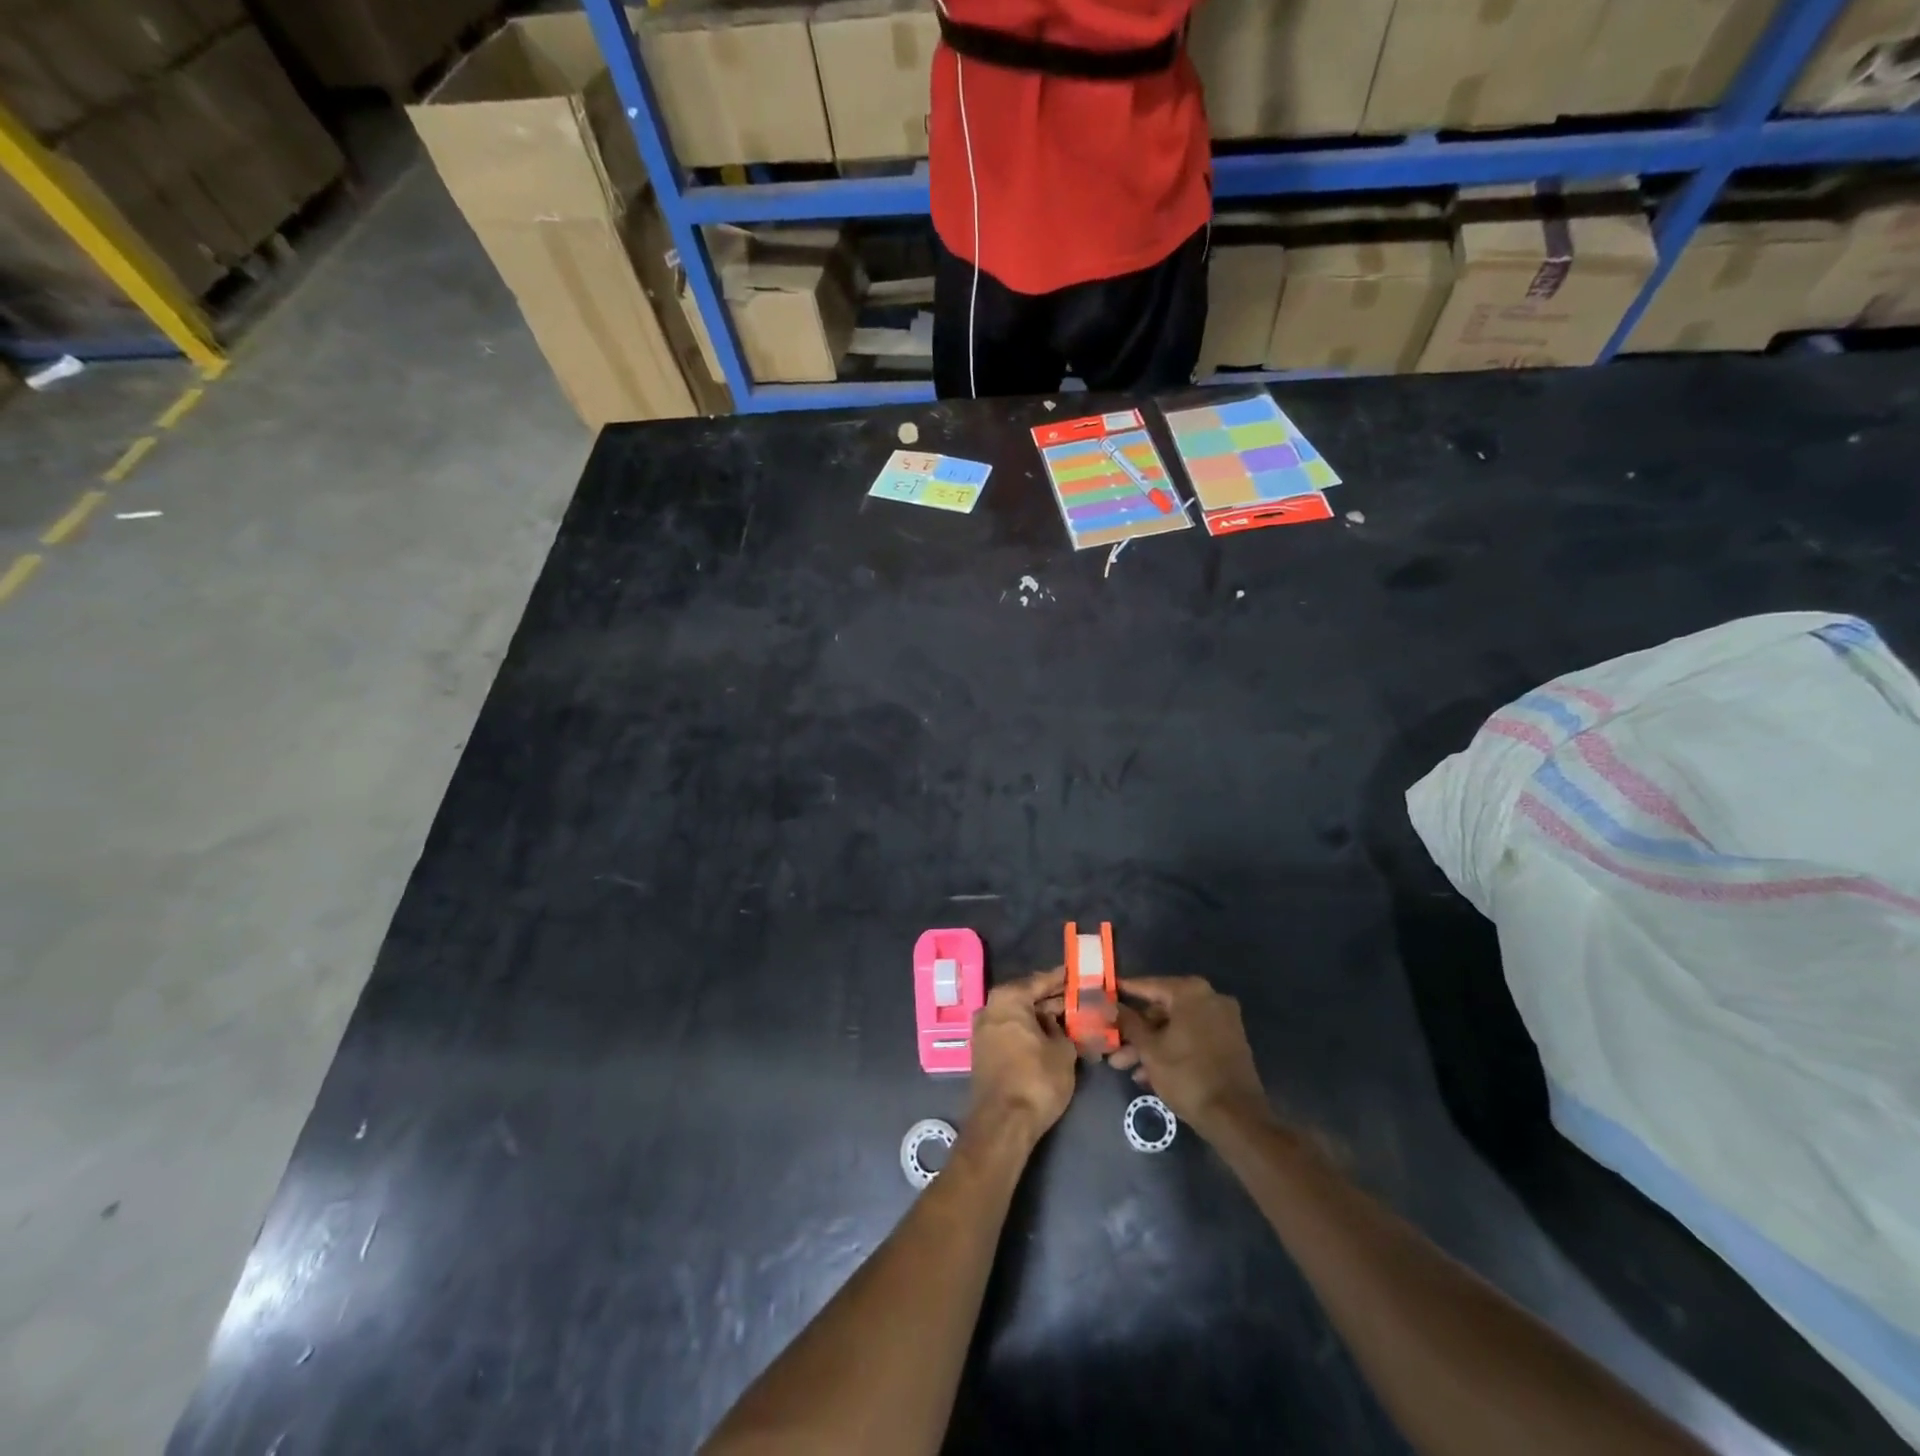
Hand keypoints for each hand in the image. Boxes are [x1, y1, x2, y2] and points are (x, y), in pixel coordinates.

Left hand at [969, 968, 1076, 1143]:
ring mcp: (983, 1030)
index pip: (1039, 981)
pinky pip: (1010, 1031)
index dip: (1060, 979)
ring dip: (1040, 1017)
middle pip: (1026, 997)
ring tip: (1068, 1018)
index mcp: (1008, 999)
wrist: (1003, 1123)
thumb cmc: (1036, 1079)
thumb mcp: (1062, 1051)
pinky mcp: (983, 1051)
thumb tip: (1056, 1022)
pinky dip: (1028, 1031)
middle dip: (1051, 1000)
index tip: (1077, 974)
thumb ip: (1062, 1028)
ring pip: (1018, 1016)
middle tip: (1077, 999)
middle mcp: (990, 1008)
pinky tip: (1049, 1036)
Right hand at [1111, 976, 1271, 1139]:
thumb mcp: (1149, 1049)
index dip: (1126, 992)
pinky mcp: (1230, 1044)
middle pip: (1163, 1010)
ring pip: (1177, 1028)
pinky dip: (1173, 1051)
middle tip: (1114, 1046)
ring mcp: (1224, 1022)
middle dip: (1137, 1032)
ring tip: (1127, 1069)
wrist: (1236, 1118)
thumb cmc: (1187, 1075)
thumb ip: (1129, 1023)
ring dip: (1152, 1046)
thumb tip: (1112, 1005)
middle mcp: (1210, 999)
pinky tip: (1150, 1075)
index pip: (1149, 986)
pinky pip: (1193, 1039)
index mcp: (1191, 992)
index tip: (1107, 994)